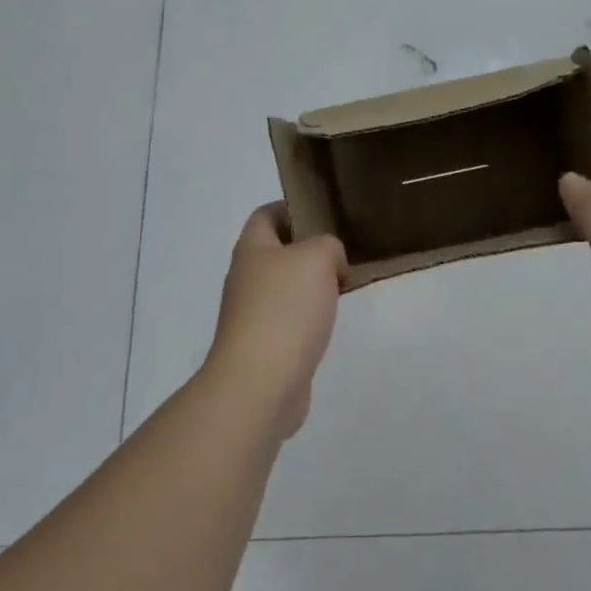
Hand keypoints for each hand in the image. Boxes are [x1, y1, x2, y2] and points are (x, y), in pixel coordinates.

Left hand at [206, 204, 347, 437]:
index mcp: (252, 249)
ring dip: (312, 285)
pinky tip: (330, 322)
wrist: (261, 382)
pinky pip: (290, 319)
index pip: (266, 214)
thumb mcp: (317, 257)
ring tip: (345, 285)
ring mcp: (252, 314)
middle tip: (345, 252)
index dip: (292, 208)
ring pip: (286, 287)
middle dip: (309, 249)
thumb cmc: (285, 309)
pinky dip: (310, 316)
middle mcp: (246, 278)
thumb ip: (328, 245)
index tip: (325, 214)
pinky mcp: (265, 345)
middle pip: (277, 252)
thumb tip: (330, 262)